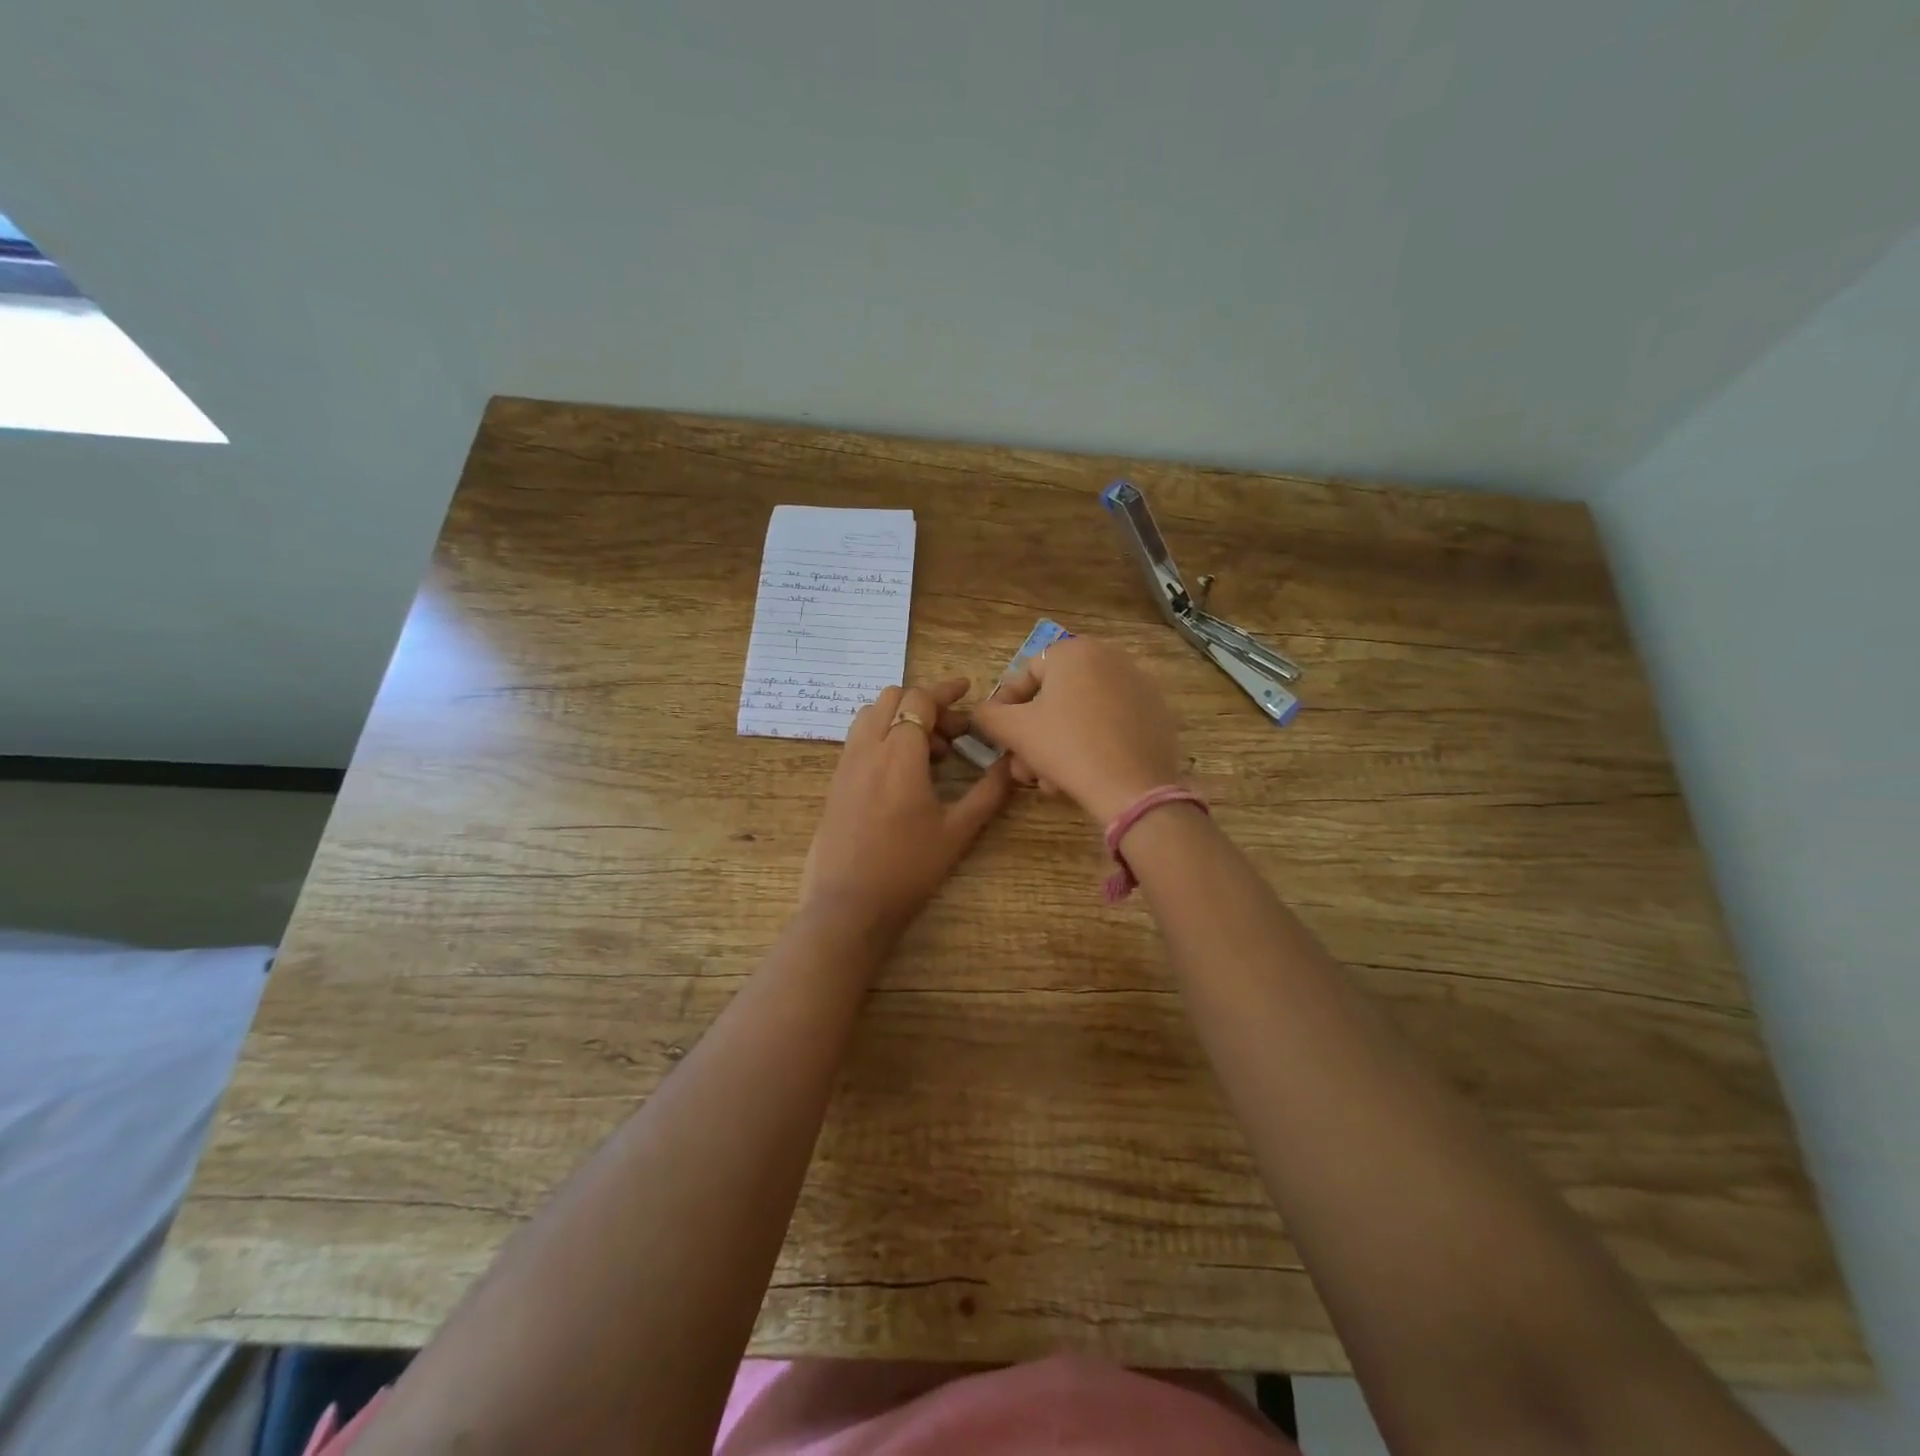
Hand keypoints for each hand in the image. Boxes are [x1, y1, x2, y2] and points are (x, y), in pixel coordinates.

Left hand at [800, 677, 1014, 937]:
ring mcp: (846, 764)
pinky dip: (882, 735)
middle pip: (892, 698)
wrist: (848, 905)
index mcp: (899, 754)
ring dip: (900, 718)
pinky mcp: (835, 782)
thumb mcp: (957, 831)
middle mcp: (867, 749)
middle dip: (924, 704)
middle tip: (952, 733)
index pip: (919, 700)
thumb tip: (1013, 763)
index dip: (945, 690)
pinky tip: (902, 771)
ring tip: (928, 752)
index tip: (966, 690)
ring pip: (870, 715)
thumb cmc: (908, 868)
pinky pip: (859, 739)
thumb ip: (988, 792)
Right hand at [969, 636, 1182, 823]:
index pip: (1027, 674)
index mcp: (1075, 650)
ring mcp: (1137, 685)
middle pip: (1056, 697)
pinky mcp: (1155, 713)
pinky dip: (1091, 744)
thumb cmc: (1066, 747)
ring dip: (1057, 745)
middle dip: (1034, 735)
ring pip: (1081, 714)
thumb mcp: (1014, 730)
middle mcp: (1109, 657)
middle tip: (1024, 767)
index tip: (1002, 738)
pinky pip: (1110, 723)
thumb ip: (988, 715)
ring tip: (1049, 781)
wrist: (1133, 787)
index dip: (1007, 708)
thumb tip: (984, 712)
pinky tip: (1081, 774)